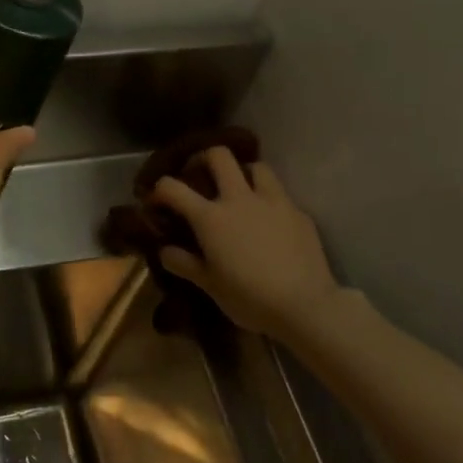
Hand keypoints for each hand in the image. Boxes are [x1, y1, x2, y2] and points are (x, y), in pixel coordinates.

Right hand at [150, 150, 343, 338]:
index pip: (173, 188)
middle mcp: (239, 199)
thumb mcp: (209, 286)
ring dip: (244, 173)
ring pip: (256, 166)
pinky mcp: (298, 212)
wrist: (305, 306)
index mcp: (211, 218)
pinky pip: (280, 194)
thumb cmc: (249, 298)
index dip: (159, 188)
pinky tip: (270, 221)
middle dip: (205, 158)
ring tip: (241, 191)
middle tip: (201, 175)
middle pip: (219, 156)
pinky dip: (269, 200)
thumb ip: (184, 263)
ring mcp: (273, 202)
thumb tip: (165, 250)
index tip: (157, 198)